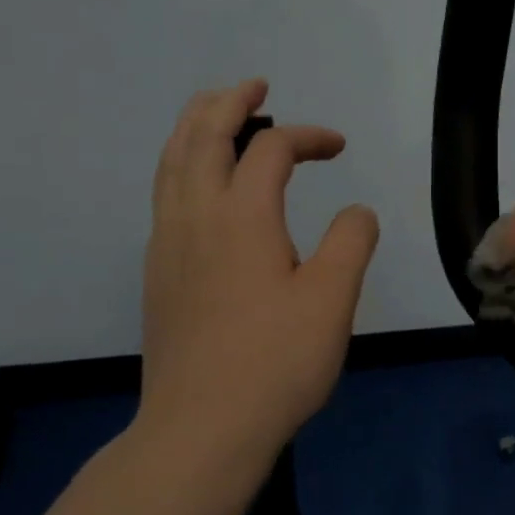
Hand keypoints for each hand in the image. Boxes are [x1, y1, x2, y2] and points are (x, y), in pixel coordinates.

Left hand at [137, 79, 378, 452]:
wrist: (201, 429)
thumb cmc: (275, 362)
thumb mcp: (332, 299)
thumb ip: (351, 242)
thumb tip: (356, 212)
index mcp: (241, 216)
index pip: (271, 149)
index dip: (308, 136)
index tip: (339, 147)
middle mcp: (195, 216)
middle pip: (201, 135)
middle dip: (229, 102)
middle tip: (255, 86)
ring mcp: (167, 244)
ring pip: (171, 162)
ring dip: (196, 126)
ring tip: (218, 114)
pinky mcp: (157, 273)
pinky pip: (164, 193)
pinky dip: (182, 164)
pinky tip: (200, 184)